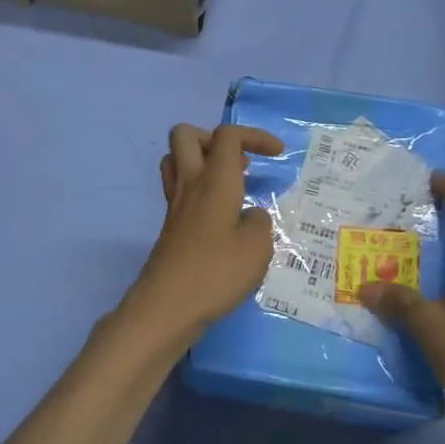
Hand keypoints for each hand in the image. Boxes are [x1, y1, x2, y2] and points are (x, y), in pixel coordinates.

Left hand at [121, 123, 284, 345]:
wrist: (166, 308)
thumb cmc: (216, 273)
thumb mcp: (257, 248)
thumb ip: (260, 222)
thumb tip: (250, 214)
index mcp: (214, 180)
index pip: (227, 135)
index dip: (254, 135)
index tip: (277, 154)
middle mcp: (190, 184)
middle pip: (185, 135)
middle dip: (215, 139)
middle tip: (241, 164)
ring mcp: (175, 205)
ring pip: (176, 160)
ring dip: (202, 161)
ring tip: (230, 185)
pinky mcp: (170, 227)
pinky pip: (179, 189)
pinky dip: (199, 190)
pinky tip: (221, 216)